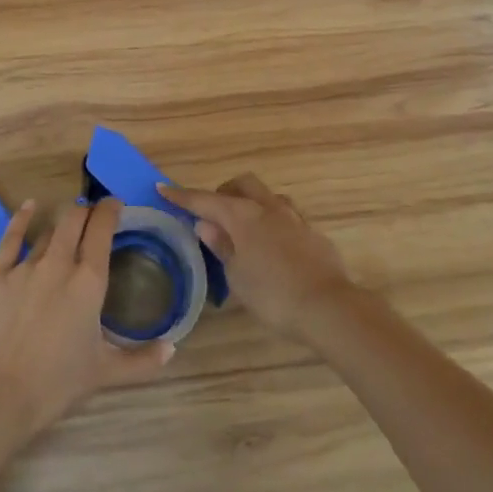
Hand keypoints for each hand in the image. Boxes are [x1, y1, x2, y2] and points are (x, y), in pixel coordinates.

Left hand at [0, 197, 173, 442]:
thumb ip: (142, 360)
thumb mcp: (105, 373)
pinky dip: (22, 218)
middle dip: (86, 211)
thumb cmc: (57, 383)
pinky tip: (29, 206)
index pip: (102, 229)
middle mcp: (59, 263)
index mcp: (89, 281)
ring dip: (61, 222)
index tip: (116, 205)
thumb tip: (172, 349)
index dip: (110, 210)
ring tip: (68, 222)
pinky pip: (11, 237)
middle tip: (93, 216)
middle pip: (74, 219)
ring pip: (48, 229)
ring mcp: (26, 266)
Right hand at [160, 175, 356, 342]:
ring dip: (252, 203)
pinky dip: (272, 223)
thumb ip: (222, 247)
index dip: (182, 195)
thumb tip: (206, 225)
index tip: (163, 188)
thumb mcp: (237, 277)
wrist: (329, 307)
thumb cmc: (273, 295)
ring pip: (268, 196)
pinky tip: (273, 245)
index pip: (204, 200)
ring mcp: (294, 217)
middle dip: (224, 191)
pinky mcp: (312, 233)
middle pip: (242, 184)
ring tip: (244, 227)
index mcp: (242, 216)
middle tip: (213, 211)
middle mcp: (268, 207)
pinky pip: (287, 216)